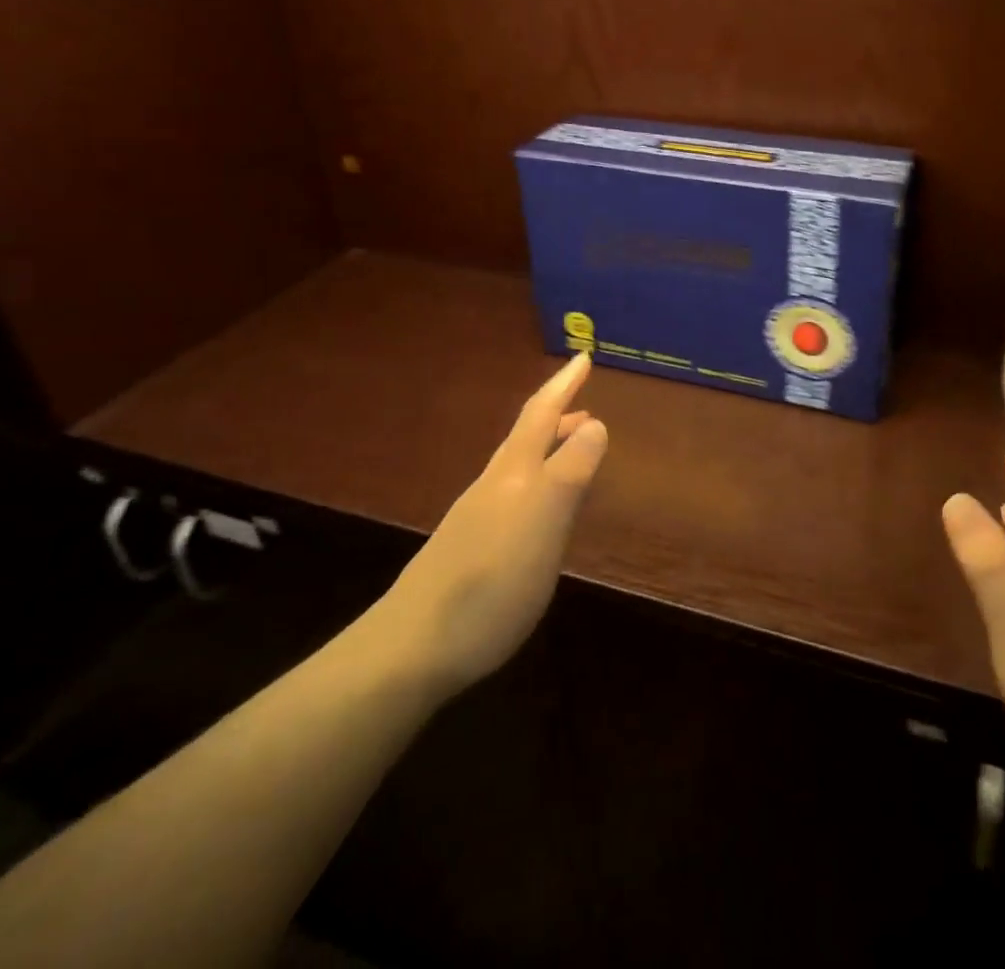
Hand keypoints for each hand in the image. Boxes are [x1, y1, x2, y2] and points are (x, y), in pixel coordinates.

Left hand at [376, 352, 607, 701]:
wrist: (410, 649)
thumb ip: (569, 472)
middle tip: (584, 404)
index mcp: (513, 472)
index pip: (541, 414)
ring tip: (572, 449)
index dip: (564, 385)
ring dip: (547, 448)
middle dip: (556, 415)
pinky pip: (513, 495)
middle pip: (526, 437)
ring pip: (518, 465)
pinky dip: (536, 482)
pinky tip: (540, 509)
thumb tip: (594, 423)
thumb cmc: (490, 582)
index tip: (583, 356)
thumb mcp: (543, 523)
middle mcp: (493, 485)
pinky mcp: (470, 549)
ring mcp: (477, 517)